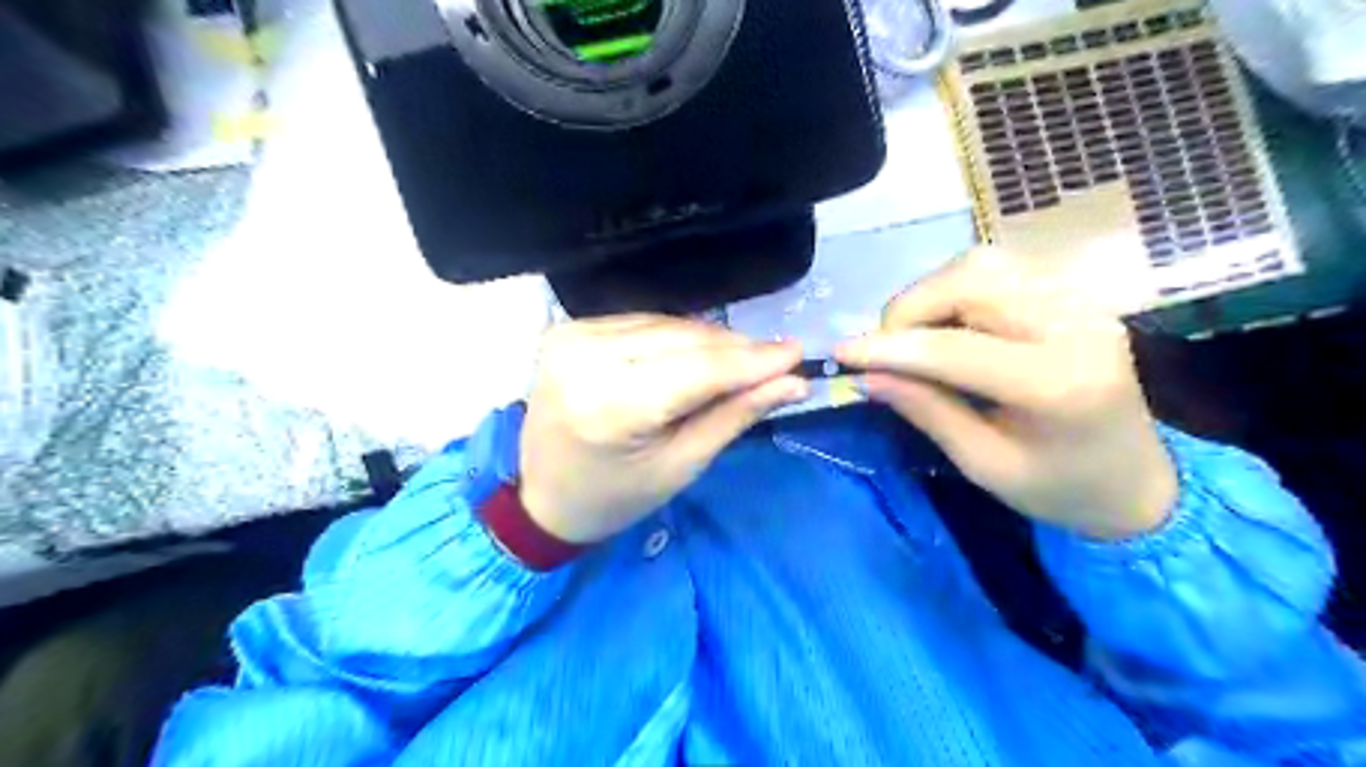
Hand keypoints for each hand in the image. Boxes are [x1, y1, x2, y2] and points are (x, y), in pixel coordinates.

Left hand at [521, 316, 802, 542]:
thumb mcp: (681, 465)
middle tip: (779, 360)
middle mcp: (585, 359)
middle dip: (737, 349)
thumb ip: (735, 416)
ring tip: (743, 360)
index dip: (752, 361)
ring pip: (665, 325)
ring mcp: (571, 337)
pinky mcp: (568, 328)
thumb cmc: (616, 495)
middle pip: (682, 340)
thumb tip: (792, 381)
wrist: (541, 494)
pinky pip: (642, 322)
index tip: (797, 354)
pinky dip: (676, 335)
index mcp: (609, 407)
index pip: (697, 370)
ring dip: (710, 340)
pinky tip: (698, 353)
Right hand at [838, 244, 1180, 538]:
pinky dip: (955, 290)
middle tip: (886, 349)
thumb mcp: (983, 464)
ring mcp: (1080, 301)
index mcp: (1059, 383)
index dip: (890, 348)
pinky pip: (999, 270)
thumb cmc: (1059, 489)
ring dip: (931, 295)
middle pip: (971, 280)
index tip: (842, 354)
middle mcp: (1075, 325)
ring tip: (914, 337)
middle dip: (910, 309)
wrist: (1136, 481)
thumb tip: (867, 375)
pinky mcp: (1073, 295)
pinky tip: (947, 325)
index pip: (956, 347)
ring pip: (981, 264)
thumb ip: (925, 411)